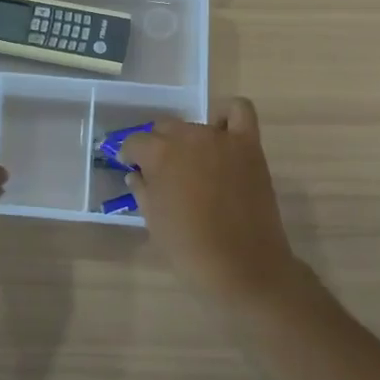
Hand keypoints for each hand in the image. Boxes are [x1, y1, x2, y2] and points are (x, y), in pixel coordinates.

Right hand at [121, 98, 304, 309]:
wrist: (242, 267)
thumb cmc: (189, 248)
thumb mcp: (153, 220)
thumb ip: (142, 190)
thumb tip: (136, 175)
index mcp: (159, 154)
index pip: (135, 143)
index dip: (130, 156)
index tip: (132, 169)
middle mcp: (188, 137)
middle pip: (165, 129)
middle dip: (158, 146)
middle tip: (163, 173)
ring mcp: (221, 139)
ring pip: (195, 125)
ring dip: (188, 141)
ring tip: (193, 166)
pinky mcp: (249, 146)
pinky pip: (239, 112)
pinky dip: (227, 115)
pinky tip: (222, 133)